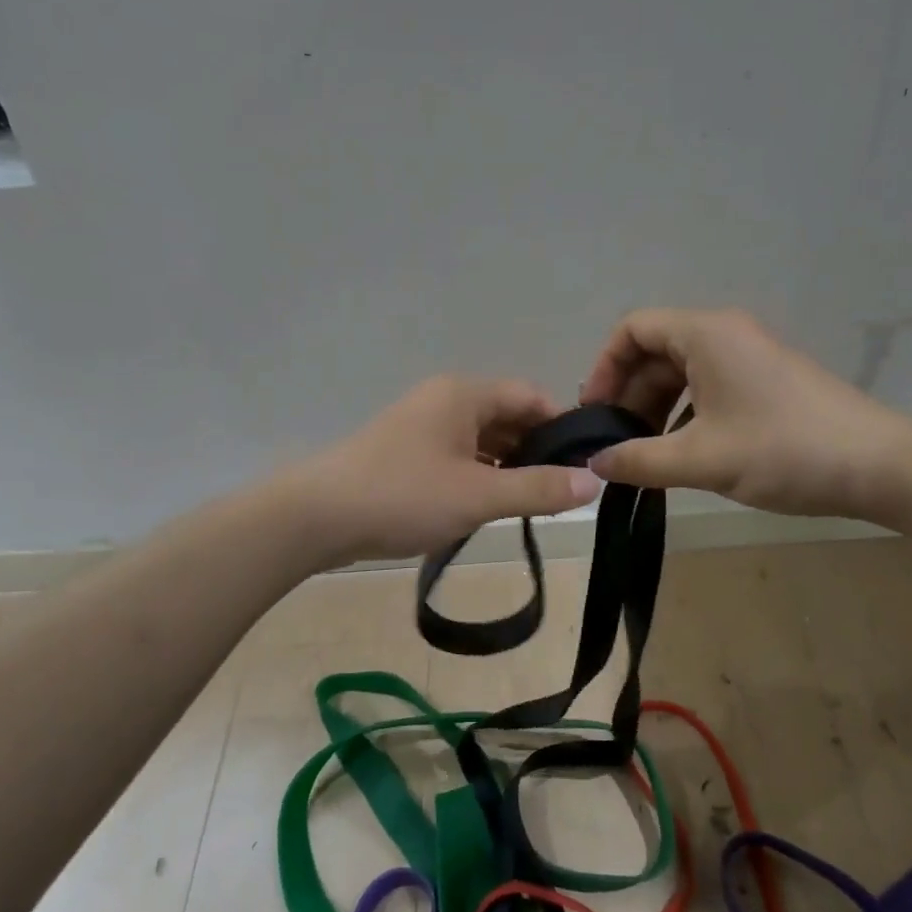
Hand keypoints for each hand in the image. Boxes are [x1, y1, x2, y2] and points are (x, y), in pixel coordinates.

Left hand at [296, 376, 602, 562]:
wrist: (317, 517)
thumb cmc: (404, 496)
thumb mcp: (479, 495)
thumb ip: (539, 488)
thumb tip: (595, 482)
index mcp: (463, 394)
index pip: (530, 396)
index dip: (562, 426)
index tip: (585, 463)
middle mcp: (444, 401)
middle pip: (506, 416)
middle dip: (536, 449)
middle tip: (563, 490)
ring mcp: (421, 426)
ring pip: (481, 439)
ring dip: (507, 466)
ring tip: (532, 503)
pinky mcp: (405, 454)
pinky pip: (457, 456)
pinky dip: (479, 475)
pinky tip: (488, 505)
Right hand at [579, 308, 911, 518]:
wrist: (878, 465)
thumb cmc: (783, 451)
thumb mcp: (700, 459)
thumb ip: (638, 460)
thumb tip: (595, 463)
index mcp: (706, 334)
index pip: (633, 329)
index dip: (604, 368)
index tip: (595, 413)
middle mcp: (726, 334)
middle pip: (655, 352)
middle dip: (628, 395)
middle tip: (615, 444)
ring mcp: (750, 357)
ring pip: (682, 373)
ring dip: (655, 409)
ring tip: (645, 454)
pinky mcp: (767, 382)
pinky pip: (708, 387)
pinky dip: (684, 415)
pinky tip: (683, 454)